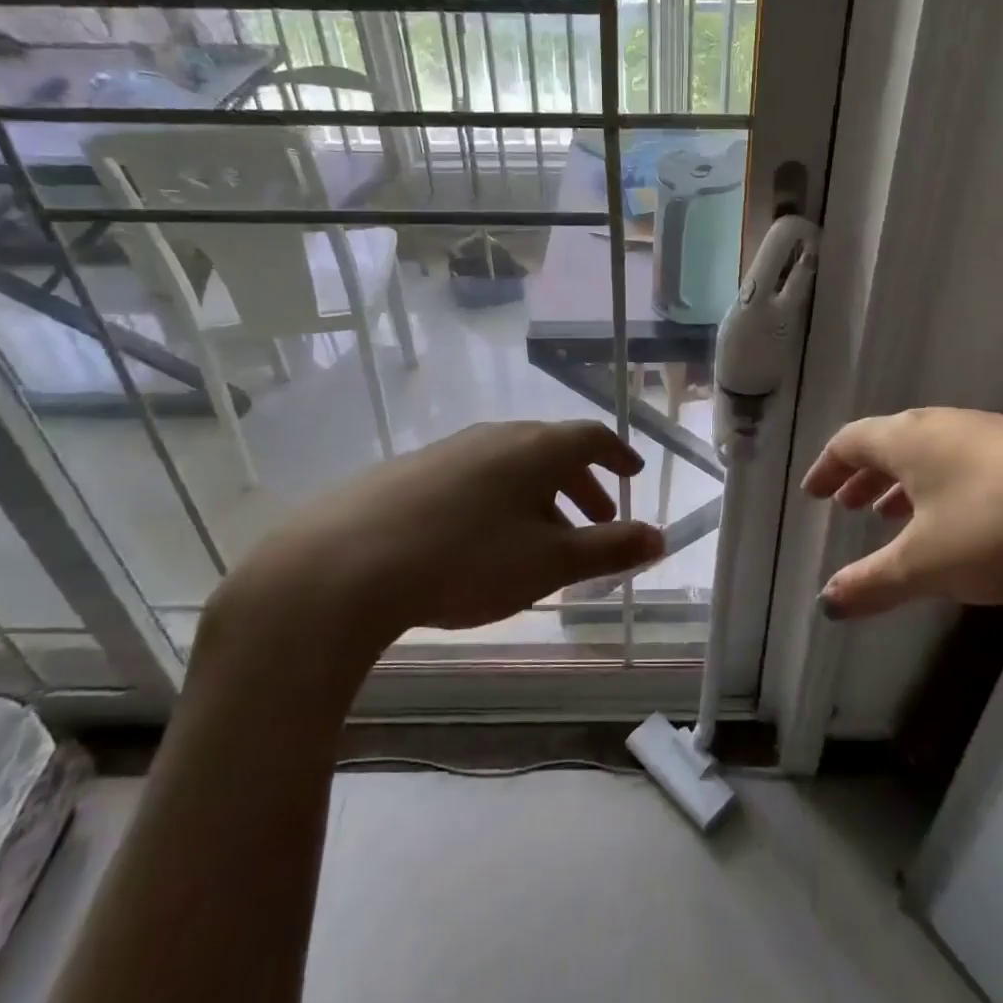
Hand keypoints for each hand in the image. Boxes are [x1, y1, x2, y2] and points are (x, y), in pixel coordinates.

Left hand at [213, 421, 662, 665]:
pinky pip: (474, 476)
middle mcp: (496, 437)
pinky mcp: (411, 470)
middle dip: (582, 483)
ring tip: (543, 538)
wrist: (343, 566)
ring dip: (540, 495)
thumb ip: (608, 549)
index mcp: (536, 448)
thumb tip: (658, 536)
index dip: (618, 455)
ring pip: (512, 464)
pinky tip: (482, 539)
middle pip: (552, 450)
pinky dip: (499, 499)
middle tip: (598, 518)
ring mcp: (449, 449)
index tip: (633, 473)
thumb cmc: (466, 560)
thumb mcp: (549, 563)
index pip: (591, 437)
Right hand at [802, 408, 1002, 618]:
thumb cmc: (1002, 528)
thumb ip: (872, 583)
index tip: (814, 492)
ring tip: (898, 517)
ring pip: (935, 454)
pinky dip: (949, 488)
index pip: (852, 442)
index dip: (828, 467)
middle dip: (865, 477)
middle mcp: (948, 426)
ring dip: (908, 484)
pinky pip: (972, 464)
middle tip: (849, 505)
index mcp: (911, 440)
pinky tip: (967, 522)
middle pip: (892, 443)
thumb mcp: (927, 565)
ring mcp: (998, 434)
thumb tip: (826, 602)